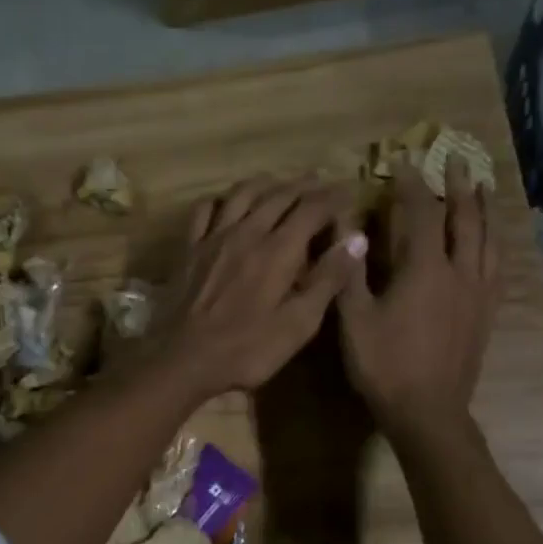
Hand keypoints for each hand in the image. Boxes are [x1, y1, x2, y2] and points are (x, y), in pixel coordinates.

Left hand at [151, 178, 367, 403]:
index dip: (334, 197)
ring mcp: (214, 238)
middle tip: (321, 182)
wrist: (185, 360)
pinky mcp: (190, 249)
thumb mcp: (299, 323)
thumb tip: (356, 239)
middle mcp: (247, 232)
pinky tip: (226, 203)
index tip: (349, 191)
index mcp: (278, 249)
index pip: (312, 208)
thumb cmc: (249, 349)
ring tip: (280, 183)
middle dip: (305, 185)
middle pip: (279, 195)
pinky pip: (204, 210)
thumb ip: (328, 279)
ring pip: (242, 194)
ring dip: (266, 183)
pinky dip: (220, 199)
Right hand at [337, 162, 500, 435]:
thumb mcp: (354, 319)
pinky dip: (495, 245)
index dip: (412, 184)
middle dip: (459, 185)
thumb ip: (350, 271)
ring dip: (484, 209)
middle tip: (457, 158)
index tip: (404, 161)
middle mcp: (459, 273)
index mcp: (425, 270)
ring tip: (482, 188)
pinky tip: (492, 242)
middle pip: (466, 218)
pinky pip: (496, 268)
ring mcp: (478, 294)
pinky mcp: (486, 314)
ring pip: (488, 240)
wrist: (428, 412)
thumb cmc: (384, 366)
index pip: (421, 213)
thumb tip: (346, 228)